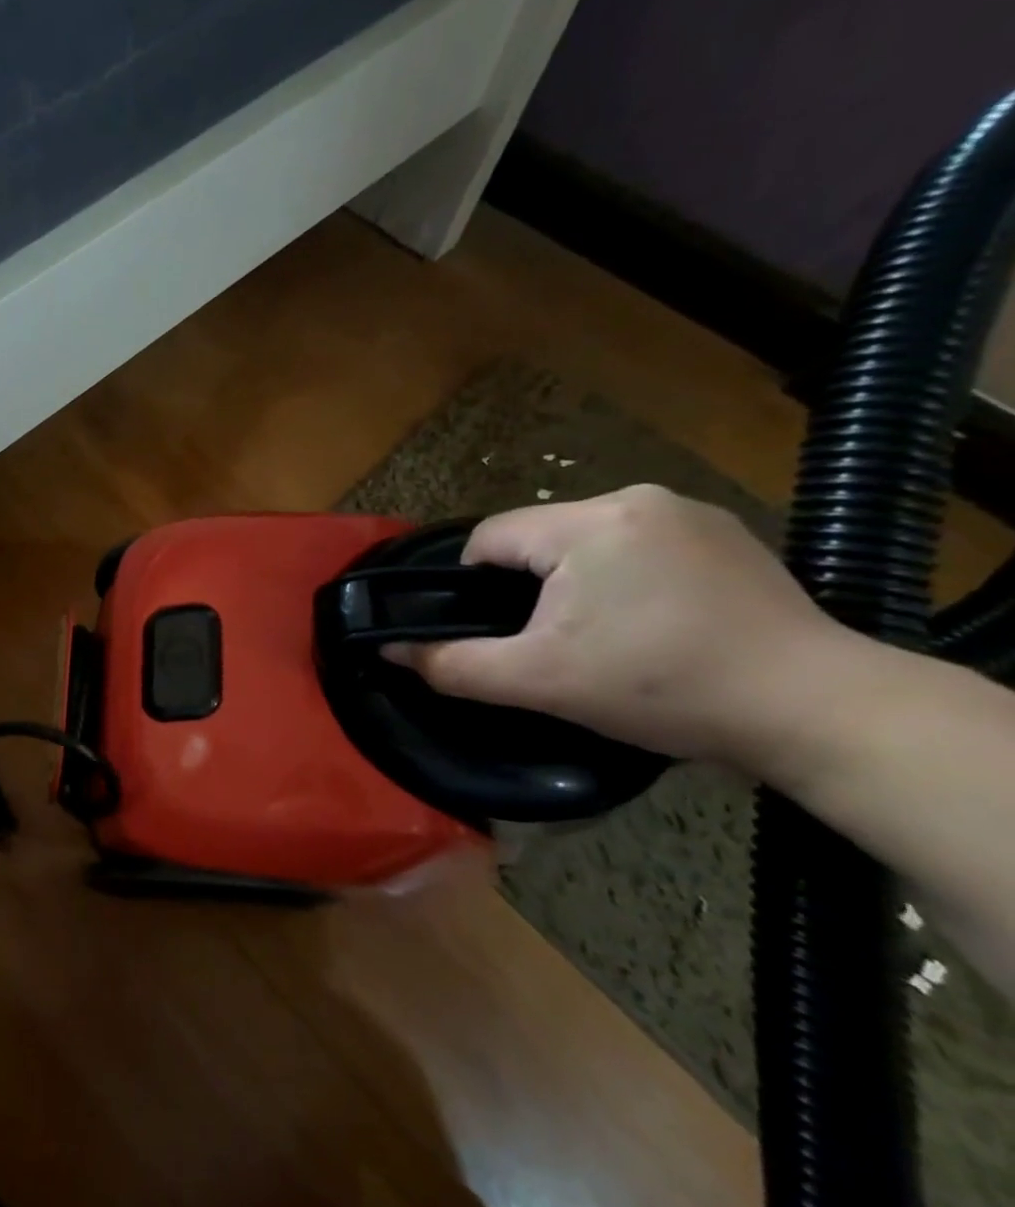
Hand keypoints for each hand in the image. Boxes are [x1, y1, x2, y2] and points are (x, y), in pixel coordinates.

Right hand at [384, 485, 851, 766]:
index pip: (490, 538)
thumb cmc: (661, 687)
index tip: (499, 634)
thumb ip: (453, 664)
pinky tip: (652, 621)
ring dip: (575, 581)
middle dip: (528, 587)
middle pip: (538, 537)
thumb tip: (389, 651)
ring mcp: (689, 511)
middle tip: (552, 644)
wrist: (816, 708)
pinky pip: (637, 545)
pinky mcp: (727, 533)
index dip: (474, 587)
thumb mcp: (540, 683)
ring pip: (587, 540)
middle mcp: (637, 498)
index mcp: (588, 522)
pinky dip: (624, 577)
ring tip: (603, 636)